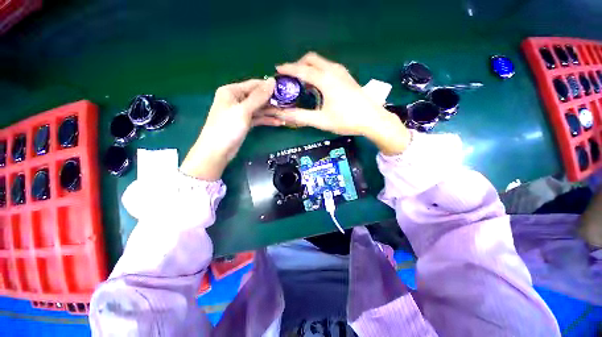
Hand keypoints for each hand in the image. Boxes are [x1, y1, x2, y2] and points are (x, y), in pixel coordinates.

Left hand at [180, 78, 280, 179]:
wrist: (217, 151)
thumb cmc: (228, 128)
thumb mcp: (244, 110)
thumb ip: (258, 97)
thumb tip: (272, 81)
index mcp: (232, 91)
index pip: (254, 85)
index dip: (269, 87)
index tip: (285, 89)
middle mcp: (236, 99)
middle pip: (258, 97)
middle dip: (272, 101)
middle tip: (288, 104)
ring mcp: (241, 112)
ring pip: (259, 109)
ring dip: (272, 112)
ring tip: (286, 114)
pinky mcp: (245, 123)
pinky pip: (258, 118)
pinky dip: (267, 120)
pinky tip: (279, 122)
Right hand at [273, 52, 410, 154]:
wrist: (372, 119)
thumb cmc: (346, 120)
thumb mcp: (321, 121)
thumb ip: (301, 117)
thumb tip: (282, 115)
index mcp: (325, 80)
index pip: (302, 70)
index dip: (288, 69)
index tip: (277, 69)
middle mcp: (333, 71)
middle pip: (311, 59)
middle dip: (299, 64)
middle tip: (291, 77)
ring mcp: (342, 72)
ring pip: (321, 62)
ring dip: (309, 67)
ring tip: (302, 82)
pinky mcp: (347, 77)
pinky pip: (328, 67)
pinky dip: (319, 71)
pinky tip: (318, 85)